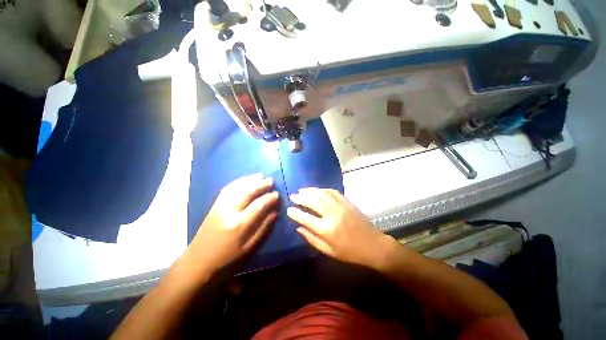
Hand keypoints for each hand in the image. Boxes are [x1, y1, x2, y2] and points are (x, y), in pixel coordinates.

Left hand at [187, 174, 278, 272]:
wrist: (197, 262)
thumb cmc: (226, 259)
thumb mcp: (249, 248)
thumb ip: (264, 228)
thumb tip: (275, 212)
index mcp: (239, 225)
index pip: (258, 205)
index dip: (269, 198)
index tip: (277, 194)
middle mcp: (229, 211)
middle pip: (247, 191)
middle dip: (261, 184)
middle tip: (271, 181)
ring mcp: (219, 206)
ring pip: (237, 187)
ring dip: (250, 180)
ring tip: (260, 176)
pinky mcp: (214, 205)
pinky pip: (227, 189)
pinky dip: (238, 182)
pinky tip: (245, 180)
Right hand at [287, 188, 397, 269]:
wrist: (373, 245)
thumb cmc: (350, 252)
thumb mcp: (329, 251)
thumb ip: (312, 239)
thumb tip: (298, 228)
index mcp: (326, 229)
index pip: (305, 218)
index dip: (295, 213)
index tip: (289, 209)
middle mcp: (332, 215)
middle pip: (312, 201)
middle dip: (300, 198)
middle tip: (293, 196)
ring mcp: (340, 206)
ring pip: (322, 194)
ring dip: (310, 191)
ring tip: (301, 190)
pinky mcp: (347, 202)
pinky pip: (333, 192)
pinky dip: (323, 189)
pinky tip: (317, 190)